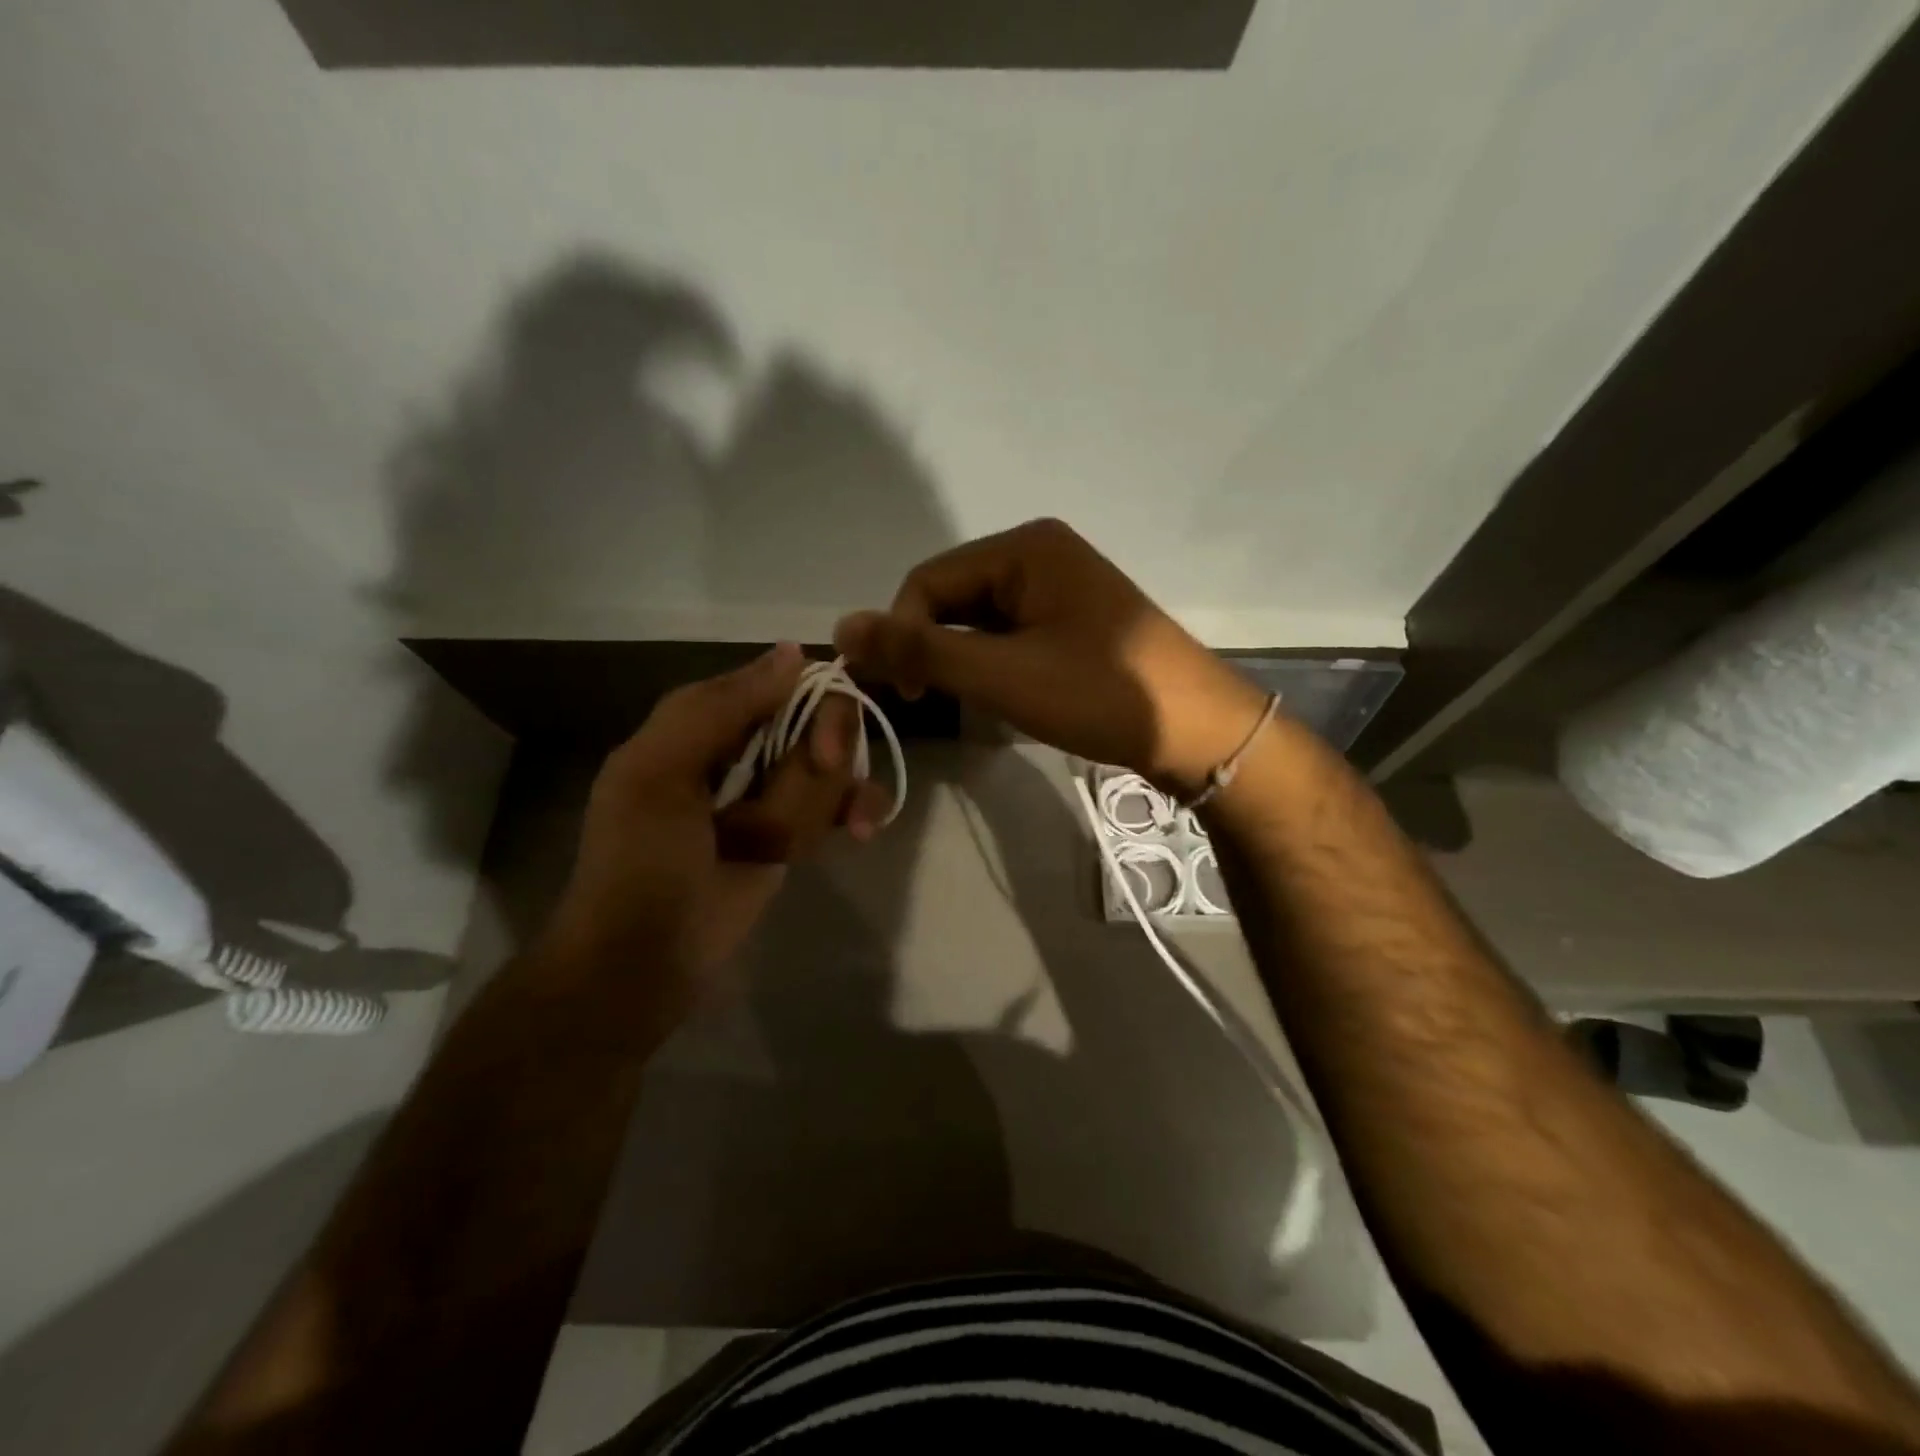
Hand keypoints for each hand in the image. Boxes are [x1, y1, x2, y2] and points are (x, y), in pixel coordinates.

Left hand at [544, 644, 888, 996]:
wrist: (643, 961)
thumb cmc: (639, 863)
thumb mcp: (658, 773)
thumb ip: (721, 707)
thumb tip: (795, 651)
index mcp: (706, 720)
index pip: (786, 681)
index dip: (819, 707)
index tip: (826, 748)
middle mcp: (747, 746)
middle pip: (823, 724)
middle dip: (818, 767)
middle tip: (798, 803)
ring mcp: (775, 791)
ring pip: (835, 770)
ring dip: (815, 809)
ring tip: (773, 849)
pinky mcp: (796, 831)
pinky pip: (843, 803)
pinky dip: (857, 812)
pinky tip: (859, 832)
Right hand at [834, 518, 1268, 796]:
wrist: (1198, 731)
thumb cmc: (1101, 694)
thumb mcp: (1003, 675)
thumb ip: (922, 652)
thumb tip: (841, 627)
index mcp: (1024, 547)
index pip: (928, 581)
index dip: (902, 634)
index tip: (902, 693)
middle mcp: (1040, 554)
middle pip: (952, 596)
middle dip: (932, 648)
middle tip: (927, 702)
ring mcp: (1060, 589)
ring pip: (979, 620)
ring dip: (961, 660)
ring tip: (970, 703)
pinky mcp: (1073, 622)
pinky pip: (1009, 635)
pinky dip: (992, 664)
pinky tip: (1001, 695)